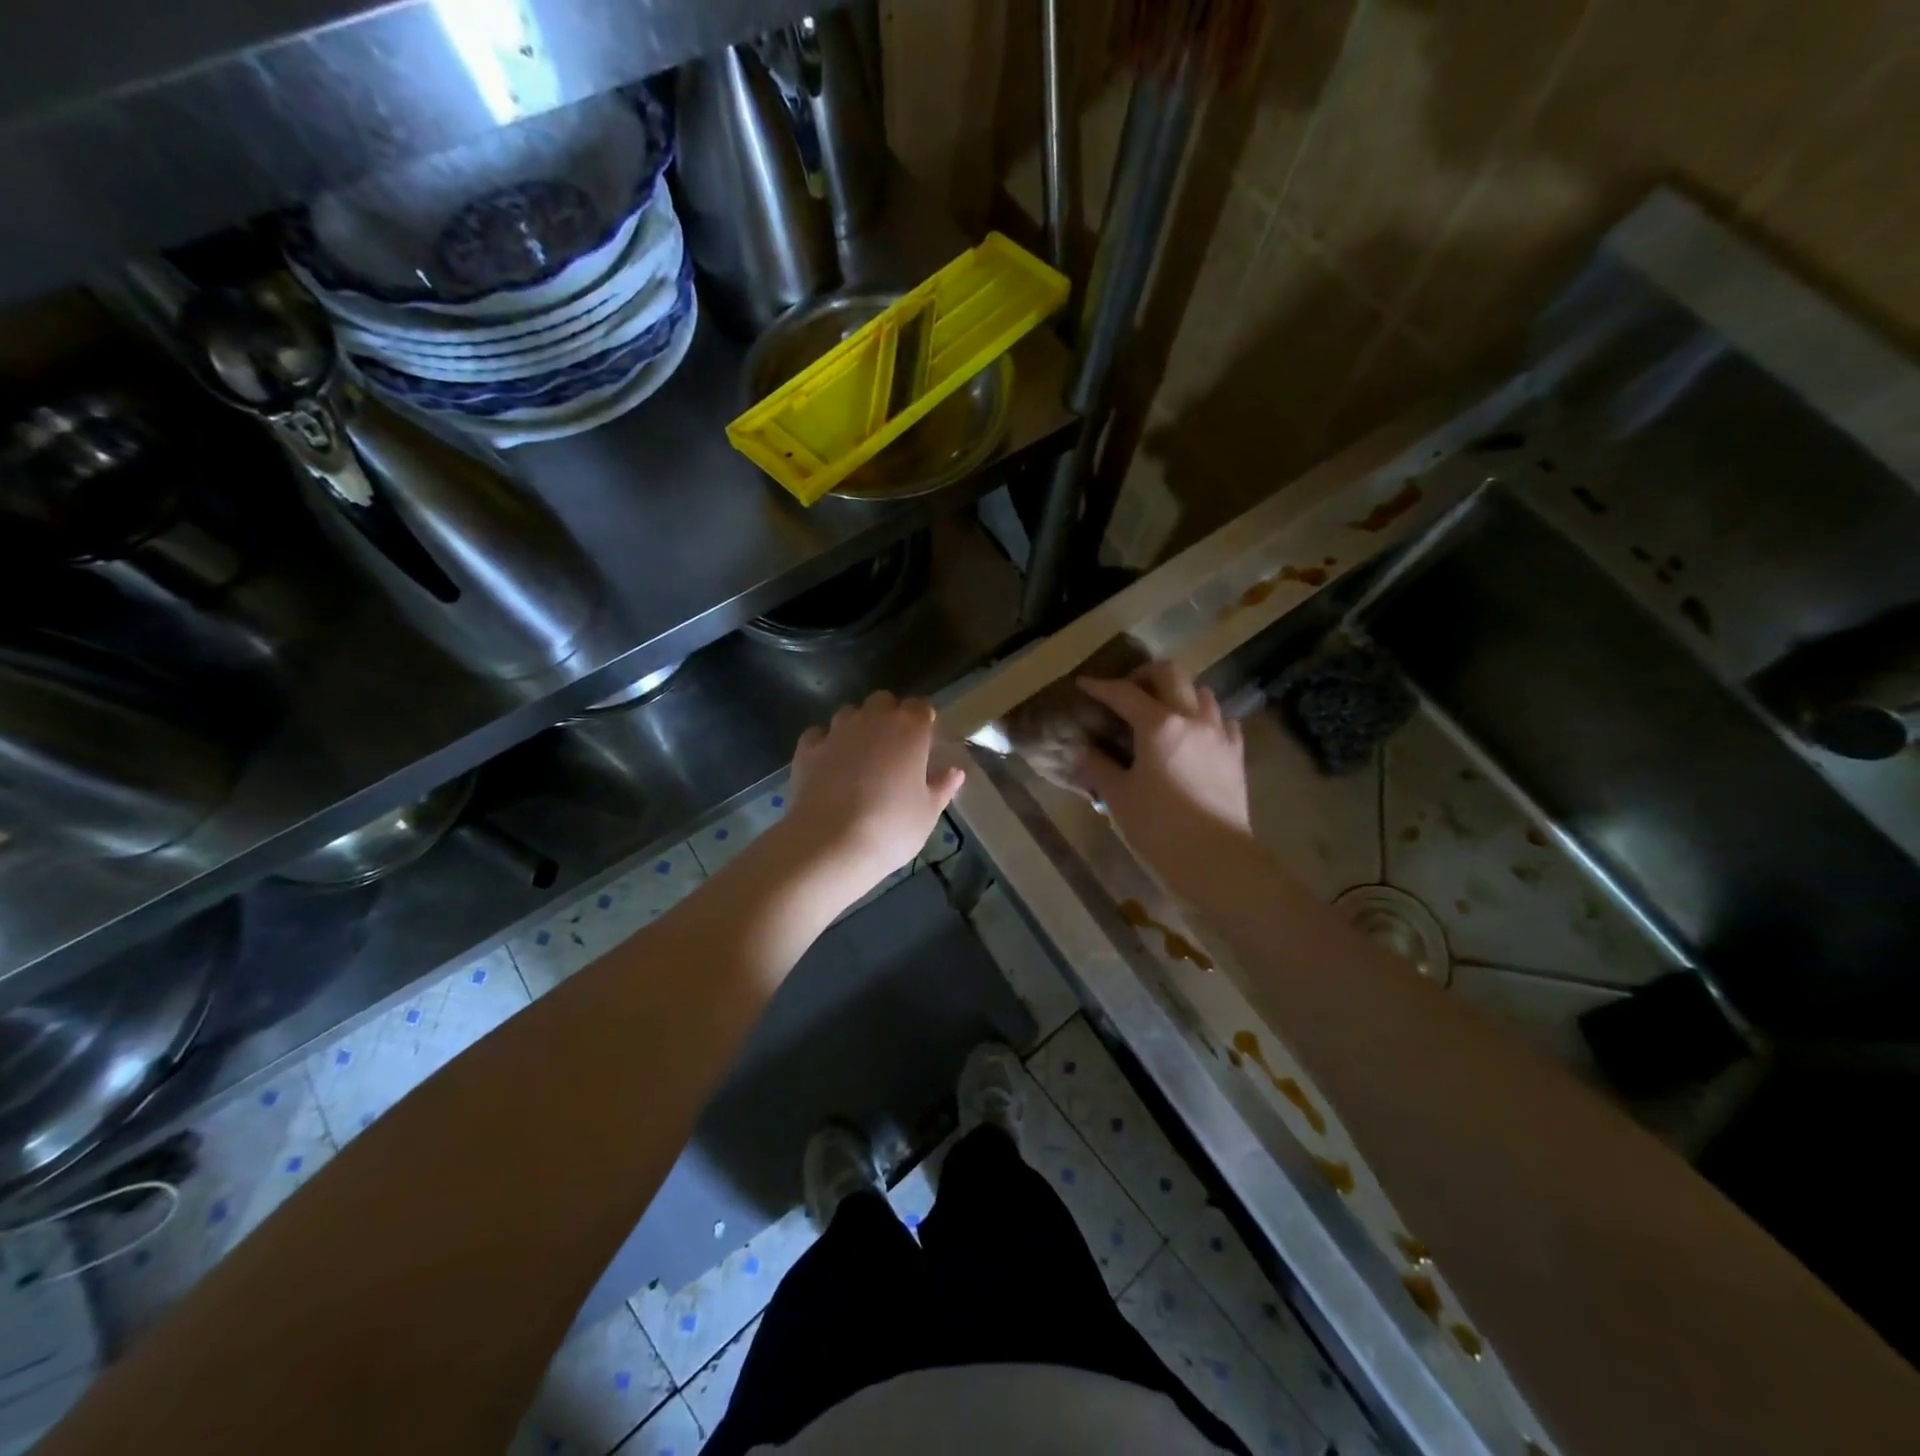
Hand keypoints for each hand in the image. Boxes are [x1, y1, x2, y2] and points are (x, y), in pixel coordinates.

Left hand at [783, 691, 965, 903]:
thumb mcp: (928, 813)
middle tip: (893, 749)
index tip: (924, 744)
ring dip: (857, 727)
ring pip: (849, 714)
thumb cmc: (892, 828)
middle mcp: (873, 720)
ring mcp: (836, 731)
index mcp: (909, 729)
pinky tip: (828, 764)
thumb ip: (942, 787)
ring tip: (860, 758)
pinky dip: (825, 743)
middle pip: (883, 702)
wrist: (831, 844)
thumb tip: (955, 772)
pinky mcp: (807, 749)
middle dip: (888, 716)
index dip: (922, 722)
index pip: (921, 707)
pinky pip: (819, 735)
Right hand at [1077, 661, 1252, 901]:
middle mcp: (1192, 718)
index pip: (1124, 693)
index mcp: (1158, 725)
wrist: (1216, 859)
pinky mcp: (1236, 754)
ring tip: (1161, 711)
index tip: (1084, 684)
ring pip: (1201, 692)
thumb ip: (1098, 766)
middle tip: (1127, 691)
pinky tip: (1193, 734)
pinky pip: (1222, 720)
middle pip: (1171, 673)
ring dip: (1178, 692)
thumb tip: (1082, 749)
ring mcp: (1219, 734)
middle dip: (1145, 674)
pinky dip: (1204, 717)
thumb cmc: (1159, 828)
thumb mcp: (1118, 797)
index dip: (1100, 686)